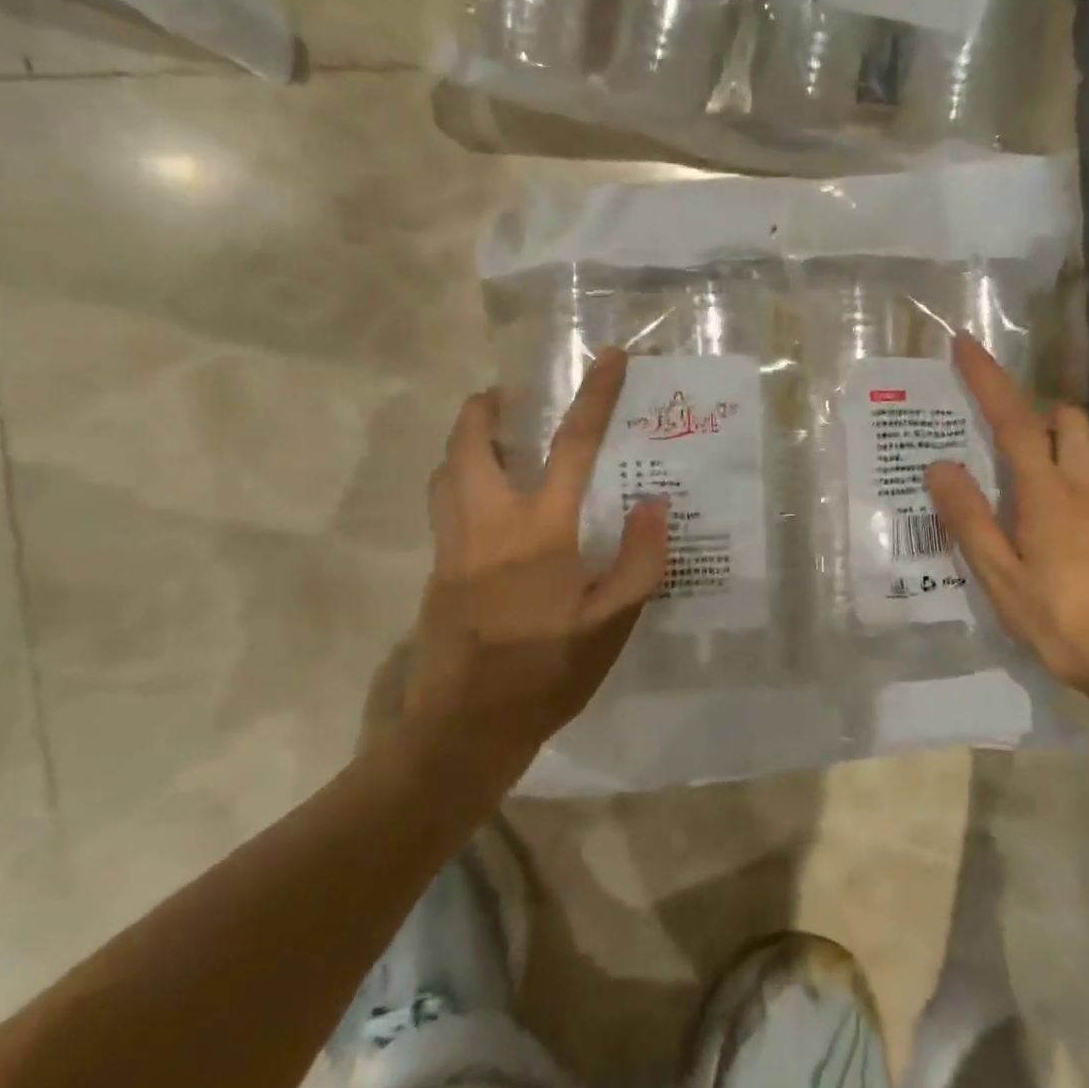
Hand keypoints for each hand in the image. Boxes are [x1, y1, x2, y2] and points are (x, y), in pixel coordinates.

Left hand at [391, 348, 668, 759]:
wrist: (464, 729)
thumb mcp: (612, 625)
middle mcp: (487, 523)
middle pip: (471, 442)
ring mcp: (452, 546)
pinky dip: (461, 482)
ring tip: (498, 444)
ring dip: (467, 443)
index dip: (594, 397)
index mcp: (538, 531)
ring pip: (446, 471)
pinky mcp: (436, 571)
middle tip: (511, 399)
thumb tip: (651, 505)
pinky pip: (444, 506)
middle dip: (486, 408)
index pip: (572, 446)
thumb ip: (638, 561)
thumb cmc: (546, 674)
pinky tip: (490, 510)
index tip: (607, 358)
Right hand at [924, 335, 1088, 697]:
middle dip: (1033, 404)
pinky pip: (1083, 479)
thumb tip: (939, 465)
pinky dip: (1057, 469)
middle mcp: (1082, 488)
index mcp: (1048, 494)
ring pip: (1080, 448)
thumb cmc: (1063, 621)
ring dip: (1048, 435)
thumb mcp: (1002, 577)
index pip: (1016, 422)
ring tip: (1007, 463)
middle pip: (1066, 421)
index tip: (965, 344)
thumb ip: (970, 520)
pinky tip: (1036, 509)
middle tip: (994, 419)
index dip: (989, 380)